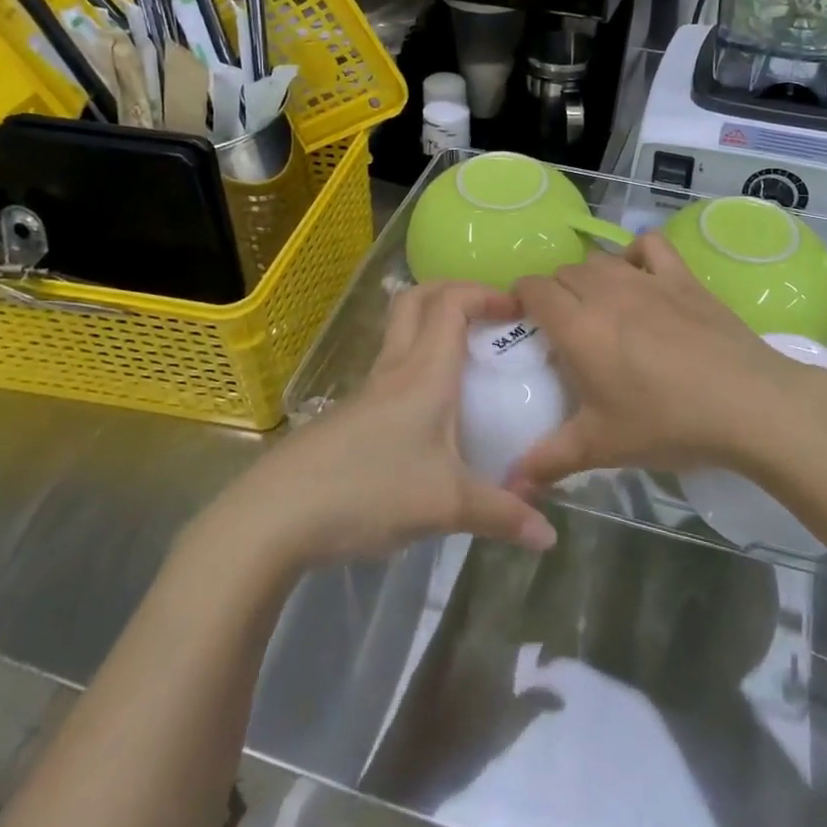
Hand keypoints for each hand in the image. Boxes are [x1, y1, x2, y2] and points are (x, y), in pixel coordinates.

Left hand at [198, 282, 557, 569]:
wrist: (276, 515)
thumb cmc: (370, 491)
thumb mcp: (446, 506)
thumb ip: (501, 515)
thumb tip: (549, 536)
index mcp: (425, 372)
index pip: (452, 303)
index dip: (485, 292)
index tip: (518, 307)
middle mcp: (396, 368)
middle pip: (418, 299)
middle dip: (455, 291)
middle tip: (489, 314)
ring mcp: (368, 391)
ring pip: (401, 332)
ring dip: (434, 325)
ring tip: (469, 357)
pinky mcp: (351, 416)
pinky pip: (392, 369)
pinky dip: (419, 364)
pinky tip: (433, 410)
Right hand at [510, 234, 812, 489]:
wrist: (746, 403)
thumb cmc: (666, 422)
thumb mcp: (602, 446)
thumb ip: (550, 460)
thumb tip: (512, 486)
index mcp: (578, 325)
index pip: (533, 289)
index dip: (521, 298)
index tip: (525, 322)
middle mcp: (606, 290)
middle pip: (565, 272)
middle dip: (556, 292)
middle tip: (565, 330)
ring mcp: (647, 278)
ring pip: (601, 259)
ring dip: (590, 277)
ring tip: (600, 309)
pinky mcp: (682, 277)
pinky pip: (650, 245)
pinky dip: (637, 254)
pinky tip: (640, 277)